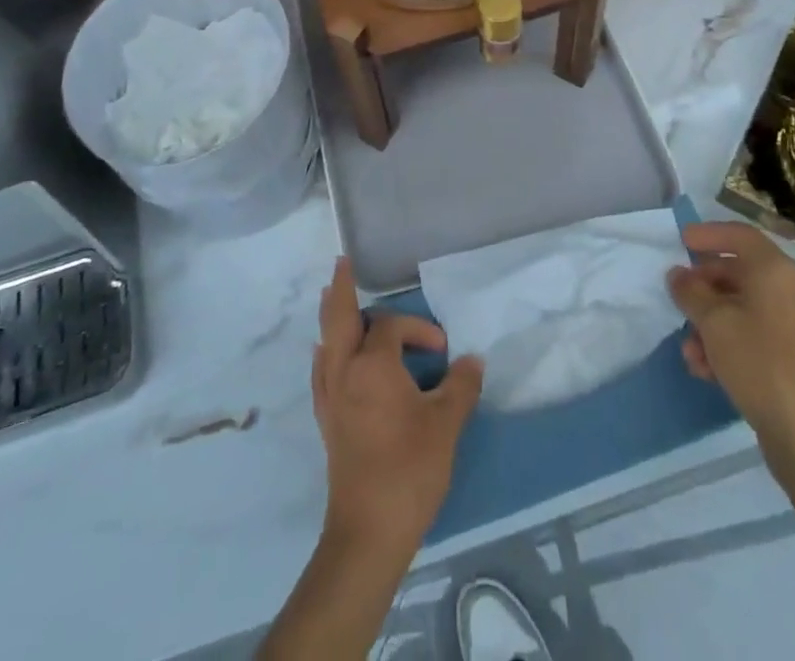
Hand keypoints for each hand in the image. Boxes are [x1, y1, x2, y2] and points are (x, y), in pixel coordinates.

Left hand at [311, 257, 483, 556]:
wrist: (368, 531)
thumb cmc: (409, 470)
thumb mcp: (446, 424)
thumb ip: (461, 386)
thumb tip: (473, 360)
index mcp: (371, 365)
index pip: (391, 326)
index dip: (418, 329)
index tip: (443, 351)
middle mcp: (343, 371)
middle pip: (338, 317)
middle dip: (341, 288)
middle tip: (341, 263)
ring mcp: (329, 396)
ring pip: (325, 341)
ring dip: (331, 317)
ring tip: (332, 297)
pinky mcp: (326, 420)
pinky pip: (321, 369)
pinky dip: (327, 350)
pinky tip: (330, 355)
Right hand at [667, 222, 794, 464]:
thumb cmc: (760, 362)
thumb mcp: (713, 321)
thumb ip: (690, 292)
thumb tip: (678, 275)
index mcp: (774, 271)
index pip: (739, 235)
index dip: (708, 233)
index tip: (681, 241)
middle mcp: (787, 290)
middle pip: (737, 272)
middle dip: (703, 286)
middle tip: (677, 298)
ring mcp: (791, 324)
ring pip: (739, 307)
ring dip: (708, 323)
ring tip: (689, 350)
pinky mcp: (790, 356)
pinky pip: (750, 334)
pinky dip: (725, 344)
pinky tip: (705, 370)